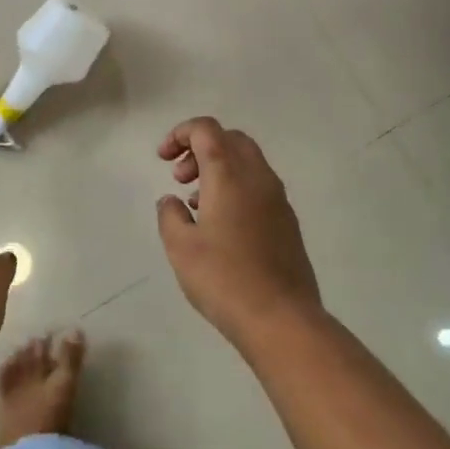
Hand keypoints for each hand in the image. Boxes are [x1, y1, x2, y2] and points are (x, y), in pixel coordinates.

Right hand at [156, 118, 321, 342]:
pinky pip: (258, 186)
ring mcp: (278, 199)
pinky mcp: (287, 222)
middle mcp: (258, 177)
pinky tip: (220, 224)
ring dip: (218, 169)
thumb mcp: (180, 246)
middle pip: (230, 139)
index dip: (180, 134)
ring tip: (195, 203)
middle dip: (200, 148)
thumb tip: (172, 201)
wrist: (282, 318)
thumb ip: (170, 215)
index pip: (206, 129)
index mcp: (230, 174)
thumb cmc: (224, 278)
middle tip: (179, 177)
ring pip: (247, 162)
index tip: (162, 159)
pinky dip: (235, 187)